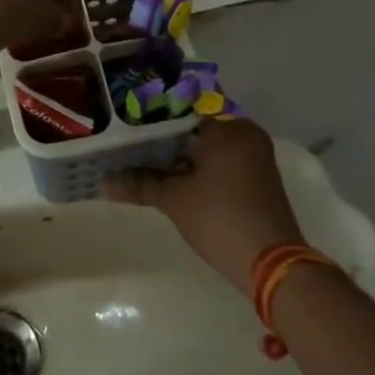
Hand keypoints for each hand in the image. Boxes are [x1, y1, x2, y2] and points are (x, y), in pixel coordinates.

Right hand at [102, 121, 305, 293]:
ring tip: (146, 158)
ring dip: (183, 153)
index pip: (182, 109)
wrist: (272, 265)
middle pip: (196, 126)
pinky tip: (174, 176)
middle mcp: (246, 133)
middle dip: (166, 136)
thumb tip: (102, 182)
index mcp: (228, 127)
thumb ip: (139, 183)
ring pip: (210, 145)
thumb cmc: (220, 218)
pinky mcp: (260, 178)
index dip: (153, 117)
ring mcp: (256, 156)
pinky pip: (223, 160)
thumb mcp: (174, 199)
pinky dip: (201, 166)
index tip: (128, 121)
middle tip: (132, 140)